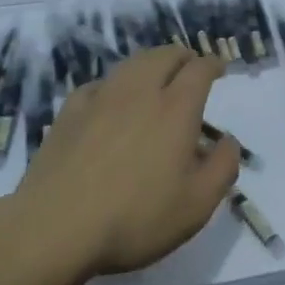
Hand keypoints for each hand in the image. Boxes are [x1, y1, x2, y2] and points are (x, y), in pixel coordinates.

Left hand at [14, 45, 240, 275]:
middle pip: (164, 55)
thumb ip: (222, 168)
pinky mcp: (69, 113)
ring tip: (155, 78)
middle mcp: (140, 92)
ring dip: (150, 64)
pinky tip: (111, 101)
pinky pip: (99, 84)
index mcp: (176, 109)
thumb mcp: (197, 205)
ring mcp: (101, 99)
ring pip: (131, 64)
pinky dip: (115, 85)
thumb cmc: (136, 218)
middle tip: (189, 68)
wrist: (55, 228)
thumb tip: (229, 141)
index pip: (199, 69)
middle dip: (182, 57)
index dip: (212, 64)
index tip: (219, 68)